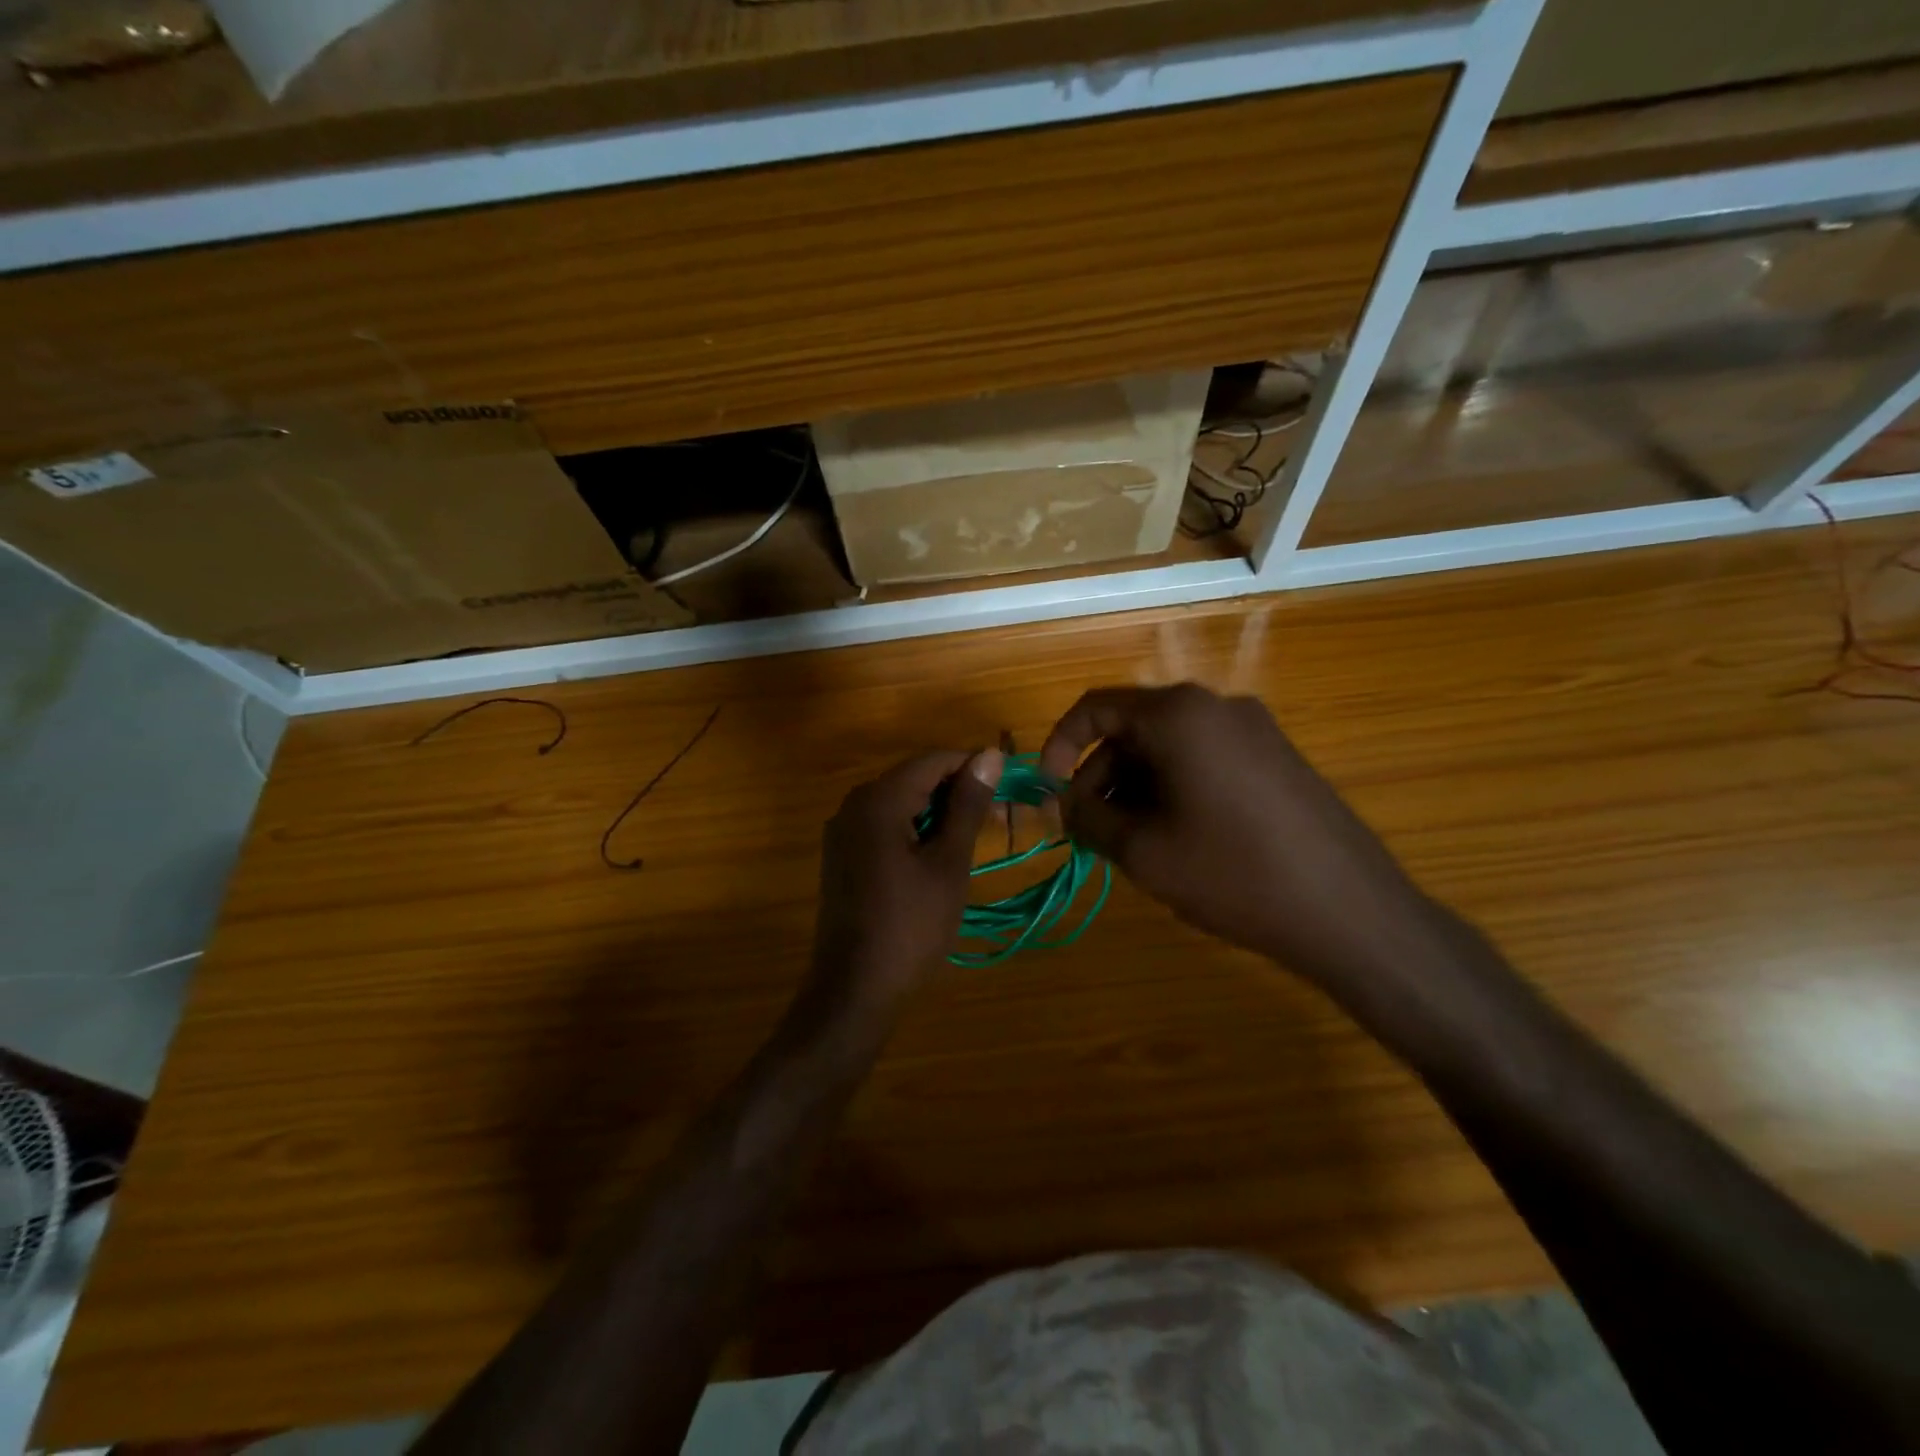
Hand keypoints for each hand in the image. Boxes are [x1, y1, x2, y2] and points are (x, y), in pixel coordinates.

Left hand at [810, 748, 1003, 1009]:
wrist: (854, 989)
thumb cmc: (911, 925)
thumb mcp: (949, 863)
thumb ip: (967, 806)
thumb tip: (989, 755)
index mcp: (878, 799)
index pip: (933, 761)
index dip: (974, 768)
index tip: (1009, 789)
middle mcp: (854, 805)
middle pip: (914, 779)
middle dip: (958, 793)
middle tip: (1000, 820)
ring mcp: (843, 832)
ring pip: (900, 805)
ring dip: (939, 815)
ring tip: (977, 839)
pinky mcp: (842, 857)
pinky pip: (884, 828)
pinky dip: (915, 832)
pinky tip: (940, 856)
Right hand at [1041, 684, 1428, 986]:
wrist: (1351, 912)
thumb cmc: (1232, 874)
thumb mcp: (1142, 851)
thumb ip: (1088, 817)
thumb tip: (1063, 803)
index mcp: (1179, 714)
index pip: (1095, 707)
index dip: (1059, 746)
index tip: (1048, 791)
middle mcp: (1217, 706)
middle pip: (1134, 728)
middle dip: (1099, 776)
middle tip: (1088, 830)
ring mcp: (1254, 730)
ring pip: (1170, 747)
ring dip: (1135, 787)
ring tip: (1131, 844)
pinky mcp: (1277, 757)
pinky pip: (1205, 760)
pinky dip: (1173, 789)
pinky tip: (1176, 839)